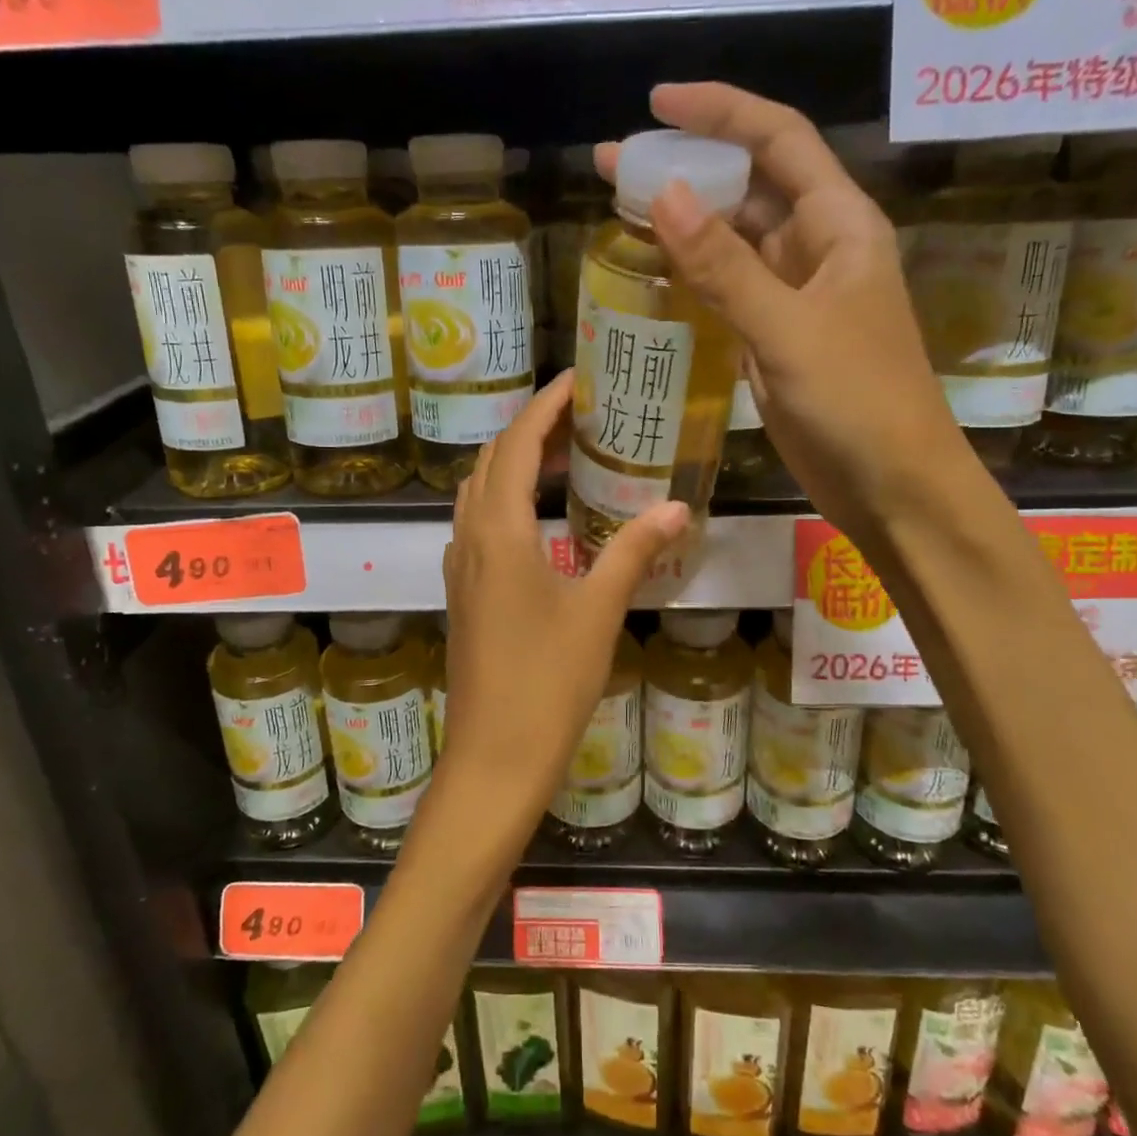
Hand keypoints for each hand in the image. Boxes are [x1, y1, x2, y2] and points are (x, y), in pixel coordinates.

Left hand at [436, 373, 686, 829]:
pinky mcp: (465, 592)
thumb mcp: (598, 612)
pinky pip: (479, 524)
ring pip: (480, 492)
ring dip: (515, 464)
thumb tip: (676, 507)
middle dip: (530, 429)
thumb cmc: (547, 682)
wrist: (494, 756)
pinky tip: (543, 516)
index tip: (577, 379)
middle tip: (581, 416)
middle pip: (491, 461)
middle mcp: (469, 539)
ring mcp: (460, 567)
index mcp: (499, 533)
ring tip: (565, 456)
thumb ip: (632, 552)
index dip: (544, 405)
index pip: (515, 445)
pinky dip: (507, 500)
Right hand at [597, 82, 969, 536]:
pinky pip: (728, 290)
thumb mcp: (788, 329)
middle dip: (687, 166)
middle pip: (749, 187)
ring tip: (619, 209)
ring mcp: (795, 296)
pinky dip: (692, 275)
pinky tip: (652, 270)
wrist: (893, 487)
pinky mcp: (776, 337)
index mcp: (840, 226)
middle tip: (612, 163)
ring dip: (684, 223)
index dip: (721, 111)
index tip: (656, 103)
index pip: (779, 140)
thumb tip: (661, 192)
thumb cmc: (858, 402)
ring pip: (733, 241)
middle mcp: (818, 249)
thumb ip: (724, 265)